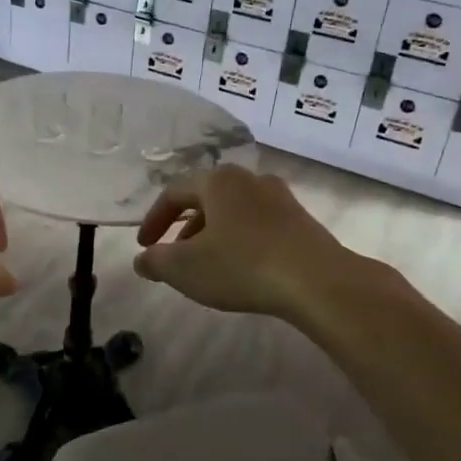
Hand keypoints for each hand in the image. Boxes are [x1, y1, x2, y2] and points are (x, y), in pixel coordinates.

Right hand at [133, 166, 346, 318]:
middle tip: (173, 254)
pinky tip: (241, 268)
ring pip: (234, 211)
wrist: (317, 281)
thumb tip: (142, 259)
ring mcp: (280, 198)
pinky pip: (258, 224)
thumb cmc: (242, 266)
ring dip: (212, 234)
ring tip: (206, 264)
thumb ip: (155, 261)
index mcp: (218, 181)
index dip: (153, 220)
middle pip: (206, 198)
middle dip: (184, 227)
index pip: (174, 192)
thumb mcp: (185, 268)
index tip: (144, 246)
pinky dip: (240, 240)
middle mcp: (250, 179)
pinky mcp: (301, 221)